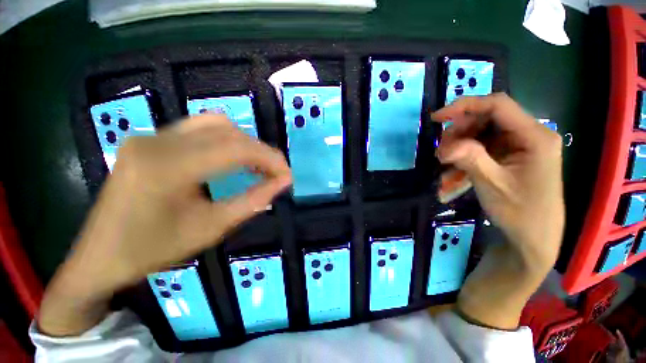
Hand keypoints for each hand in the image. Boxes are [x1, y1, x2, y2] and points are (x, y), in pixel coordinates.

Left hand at [38, 114, 291, 335]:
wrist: (102, 255)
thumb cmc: (155, 250)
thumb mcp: (213, 228)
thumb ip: (253, 201)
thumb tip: (283, 182)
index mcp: (167, 168)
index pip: (235, 149)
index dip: (269, 159)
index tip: (287, 175)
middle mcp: (157, 141)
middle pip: (228, 132)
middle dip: (261, 151)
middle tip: (277, 172)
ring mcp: (151, 135)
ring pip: (215, 124)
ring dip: (246, 144)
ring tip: (259, 165)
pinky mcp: (150, 138)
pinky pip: (199, 129)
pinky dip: (227, 140)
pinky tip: (234, 158)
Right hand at [431, 93, 563, 328]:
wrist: (531, 245)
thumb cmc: (522, 217)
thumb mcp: (490, 186)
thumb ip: (468, 158)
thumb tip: (444, 143)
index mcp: (532, 137)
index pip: (495, 104)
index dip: (463, 105)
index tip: (434, 117)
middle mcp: (524, 138)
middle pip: (482, 121)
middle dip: (456, 136)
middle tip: (439, 156)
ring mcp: (513, 151)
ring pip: (474, 140)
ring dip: (454, 158)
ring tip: (443, 180)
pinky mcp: (502, 163)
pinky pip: (474, 156)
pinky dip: (457, 169)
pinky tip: (449, 186)